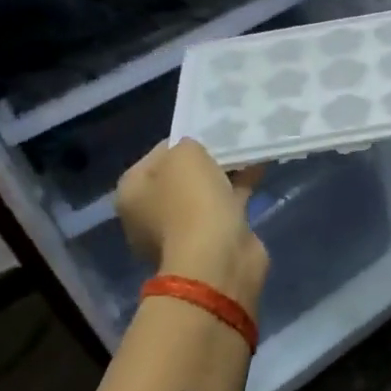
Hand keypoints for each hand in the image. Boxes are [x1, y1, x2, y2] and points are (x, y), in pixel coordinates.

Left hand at [115, 140, 268, 310]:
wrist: (217, 259)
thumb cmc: (191, 201)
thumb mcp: (186, 155)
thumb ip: (189, 144)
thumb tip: (196, 152)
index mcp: (132, 191)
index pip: (158, 153)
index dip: (186, 140)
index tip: (211, 130)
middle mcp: (149, 213)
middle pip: (181, 175)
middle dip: (207, 159)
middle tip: (231, 141)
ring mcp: (180, 231)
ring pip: (205, 192)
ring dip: (226, 175)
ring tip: (250, 150)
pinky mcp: (210, 242)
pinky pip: (225, 207)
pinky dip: (240, 191)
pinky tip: (259, 171)